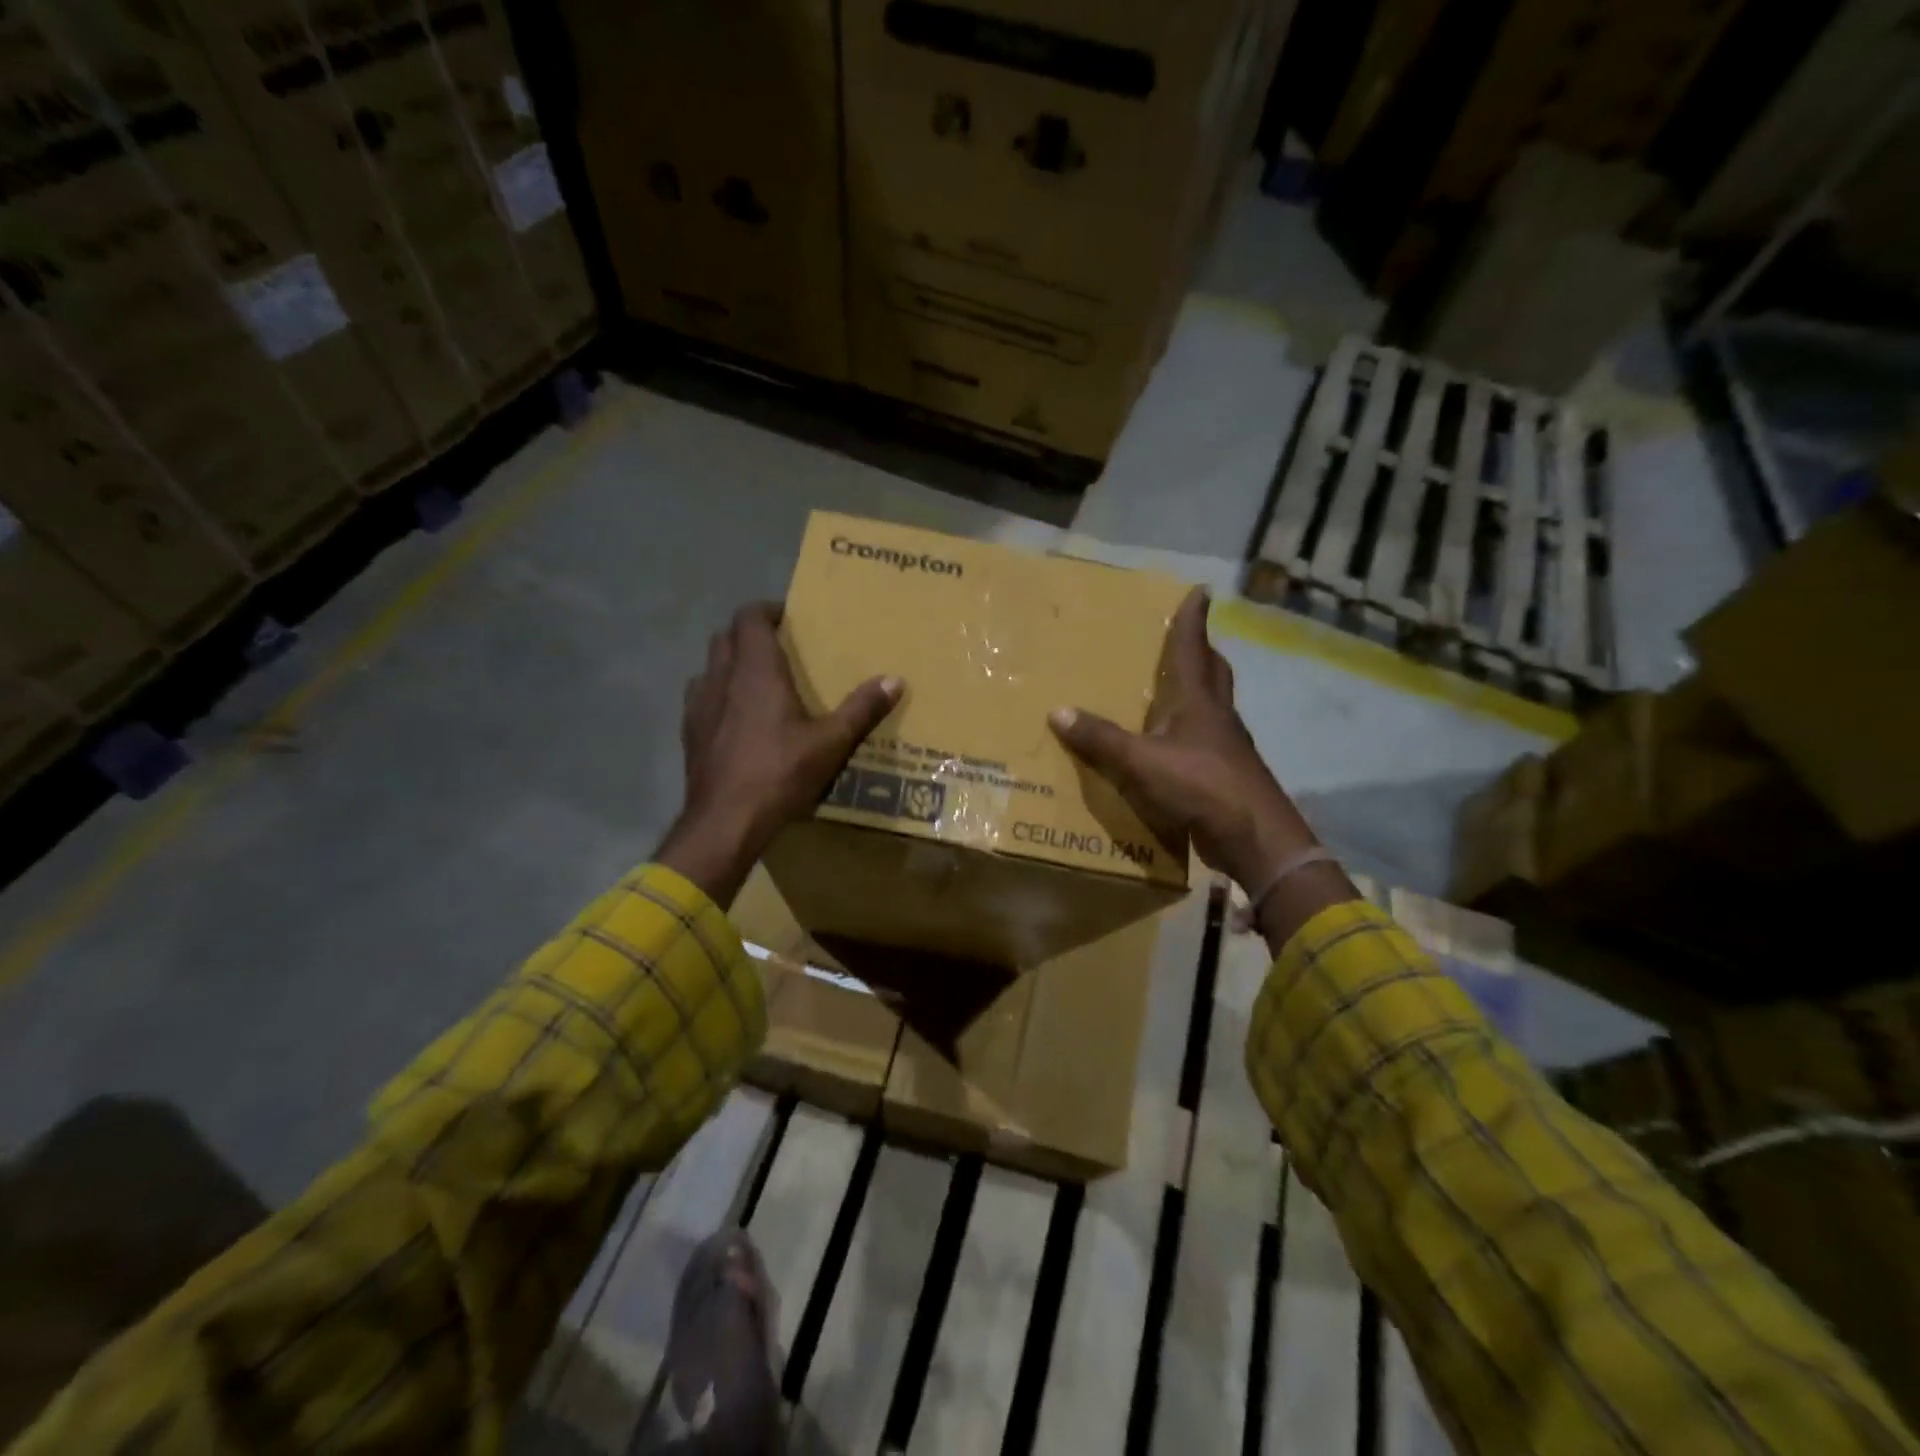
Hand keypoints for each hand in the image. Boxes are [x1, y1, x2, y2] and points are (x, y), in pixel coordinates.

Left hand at [659, 602, 901, 904]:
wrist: (724, 822)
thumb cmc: (779, 774)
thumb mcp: (830, 743)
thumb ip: (861, 709)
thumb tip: (895, 680)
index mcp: (755, 672)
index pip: (749, 618)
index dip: (766, 610)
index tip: (788, 617)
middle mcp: (721, 678)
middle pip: (725, 637)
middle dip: (749, 635)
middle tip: (779, 648)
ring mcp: (698, 706)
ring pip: (709, 666)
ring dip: (730, 664)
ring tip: (757, 682)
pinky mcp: (689, 733)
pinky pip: (701, 697)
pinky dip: (718, 694)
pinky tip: (737, 720)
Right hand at [1049, 588, 1353, 948]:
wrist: (1253, 835)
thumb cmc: (1199, 785)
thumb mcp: (1140, 761)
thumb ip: (1100, 738)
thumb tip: (1057, 712)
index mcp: (1198, 702)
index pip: (1193, 649)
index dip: (1194, 619)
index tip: (1202, 591)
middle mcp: (1217, 717)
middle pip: (1214, 673)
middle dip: (1202, 653)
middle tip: (1187, 640)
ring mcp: (1227, 747)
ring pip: (1215, 707)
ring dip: (1199, 692)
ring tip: (1174, 690)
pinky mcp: (1226, 775)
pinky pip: (1207, 741)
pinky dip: (1192, 733)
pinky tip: (1174, 746)